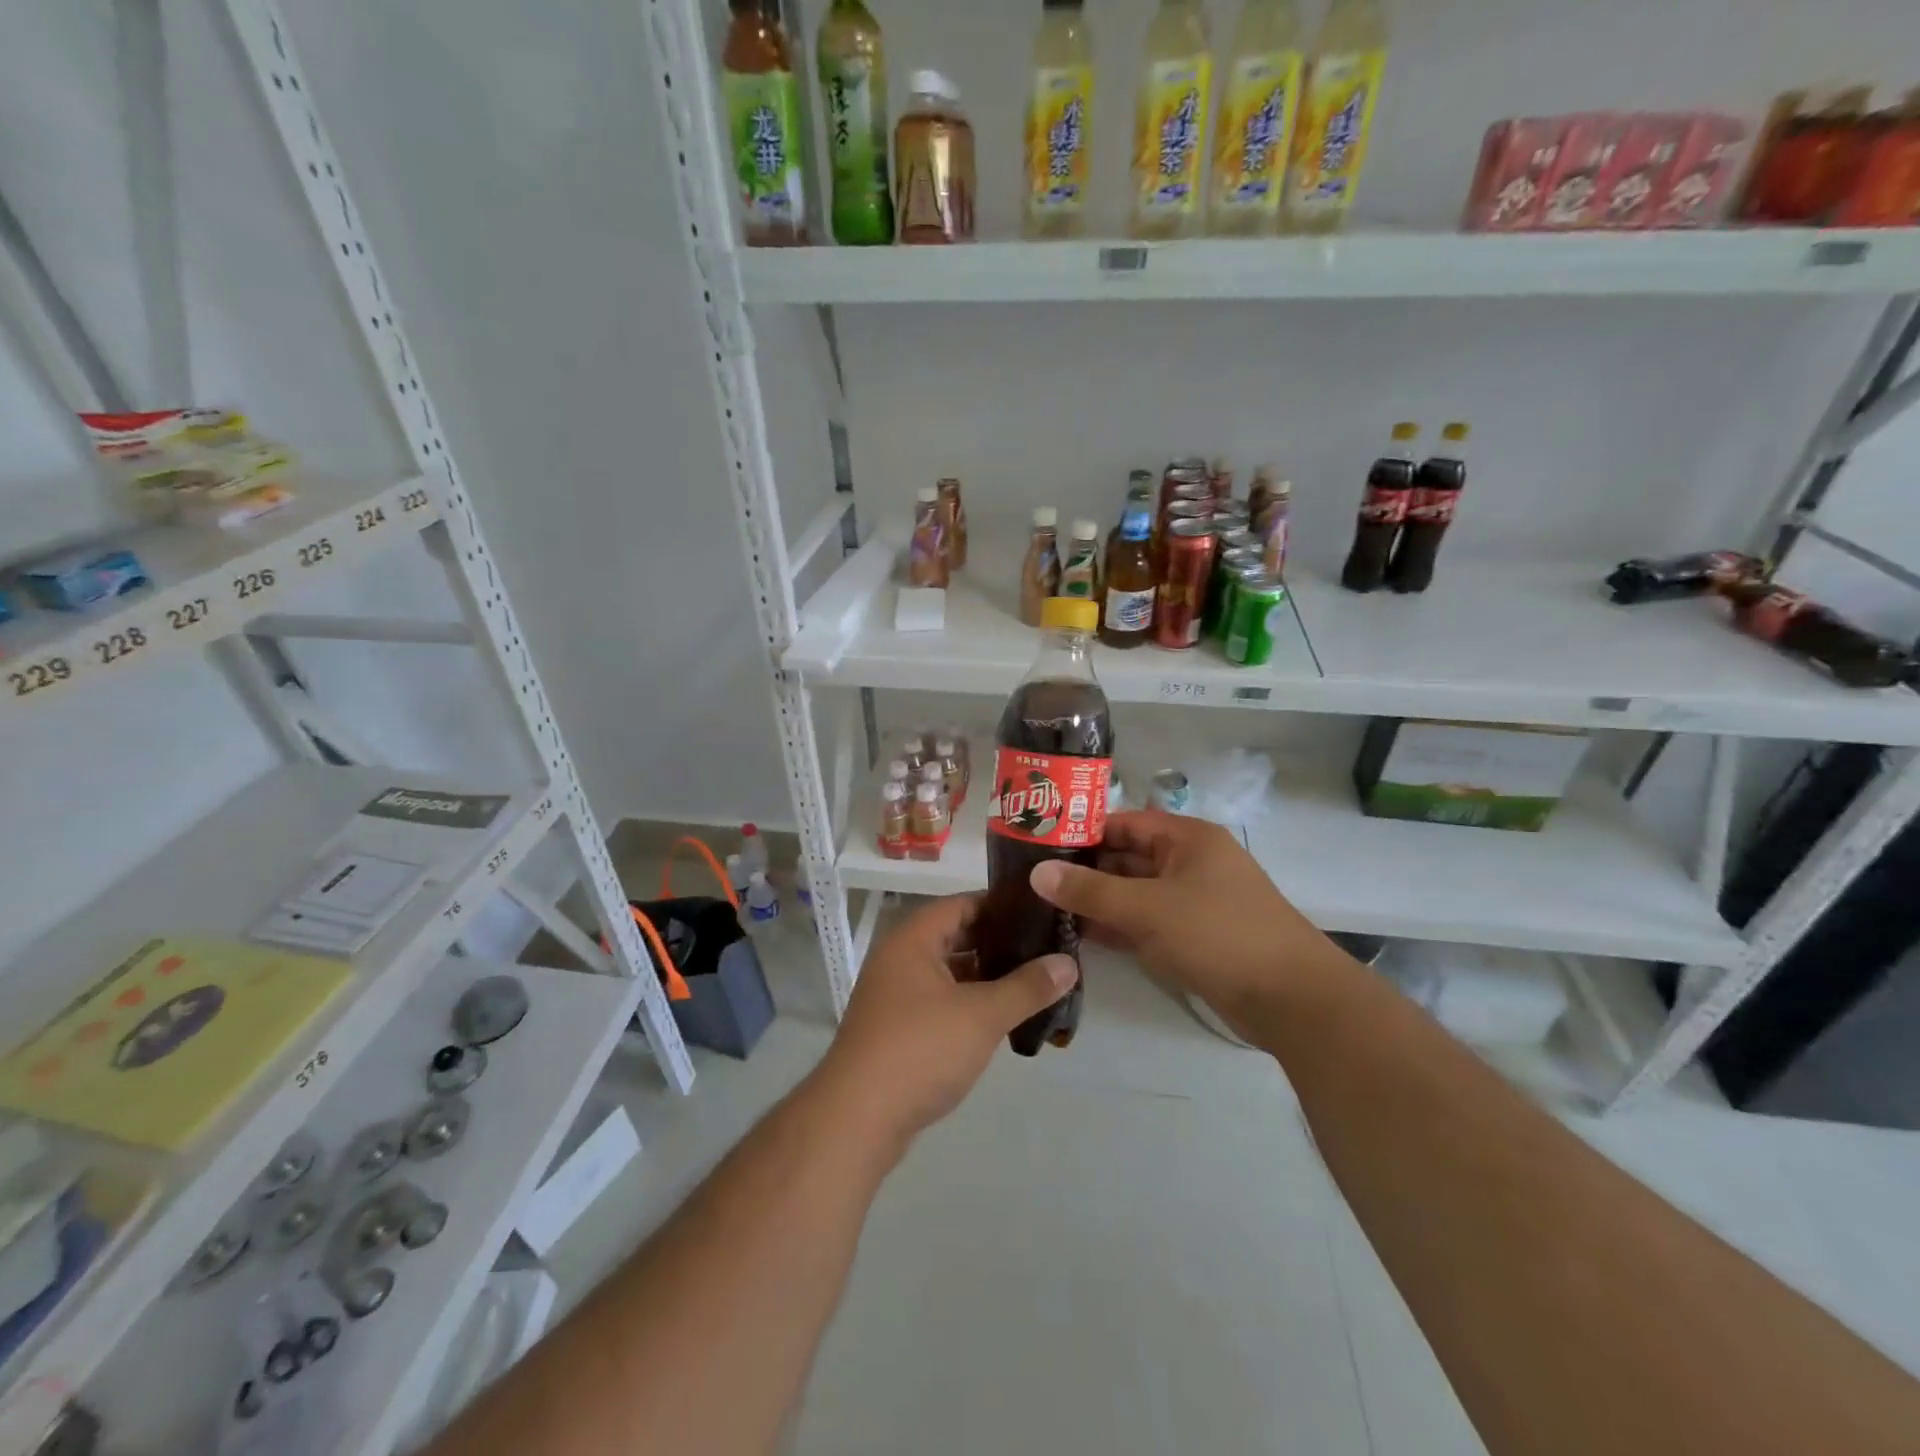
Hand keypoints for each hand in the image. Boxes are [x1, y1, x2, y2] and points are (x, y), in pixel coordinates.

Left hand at [812, 895, 1076, 1155]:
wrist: (857, 1119)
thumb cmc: (920, 1050)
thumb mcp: (982, 1015)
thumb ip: (1027, 987)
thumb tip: (1068, 962)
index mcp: (913, 940)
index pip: (961, 905)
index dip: (1000, 905)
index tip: (1041, 912)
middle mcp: (899, 960)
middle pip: (955, 938)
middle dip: (998, 944)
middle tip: (1045, 948)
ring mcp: (895, 996)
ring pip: (949, 974)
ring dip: (986, 977)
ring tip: (1033, 981)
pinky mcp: (897, 1030)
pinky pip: (941, 1003)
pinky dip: (969, 1004)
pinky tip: (1002, 1018)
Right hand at [1029, 810, 1350, 1035]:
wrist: (1291, 999)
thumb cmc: (1219, 934)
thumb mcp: (1148, 908)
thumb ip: (1091, 890)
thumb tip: (1037, 873)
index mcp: (1186, 838)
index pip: (1123, 822)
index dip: (1082, 830)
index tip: (1037, 843)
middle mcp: (1188, 862)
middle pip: (1126, 857)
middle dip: (1084, 869)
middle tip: (1033, 879)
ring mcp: (1192, 901)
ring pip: (1133, 892)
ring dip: (1097, 900)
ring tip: (1046, 906)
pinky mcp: (1193, 936)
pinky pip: (1145, 921)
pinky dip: (1117, 926)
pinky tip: (1078, 934)